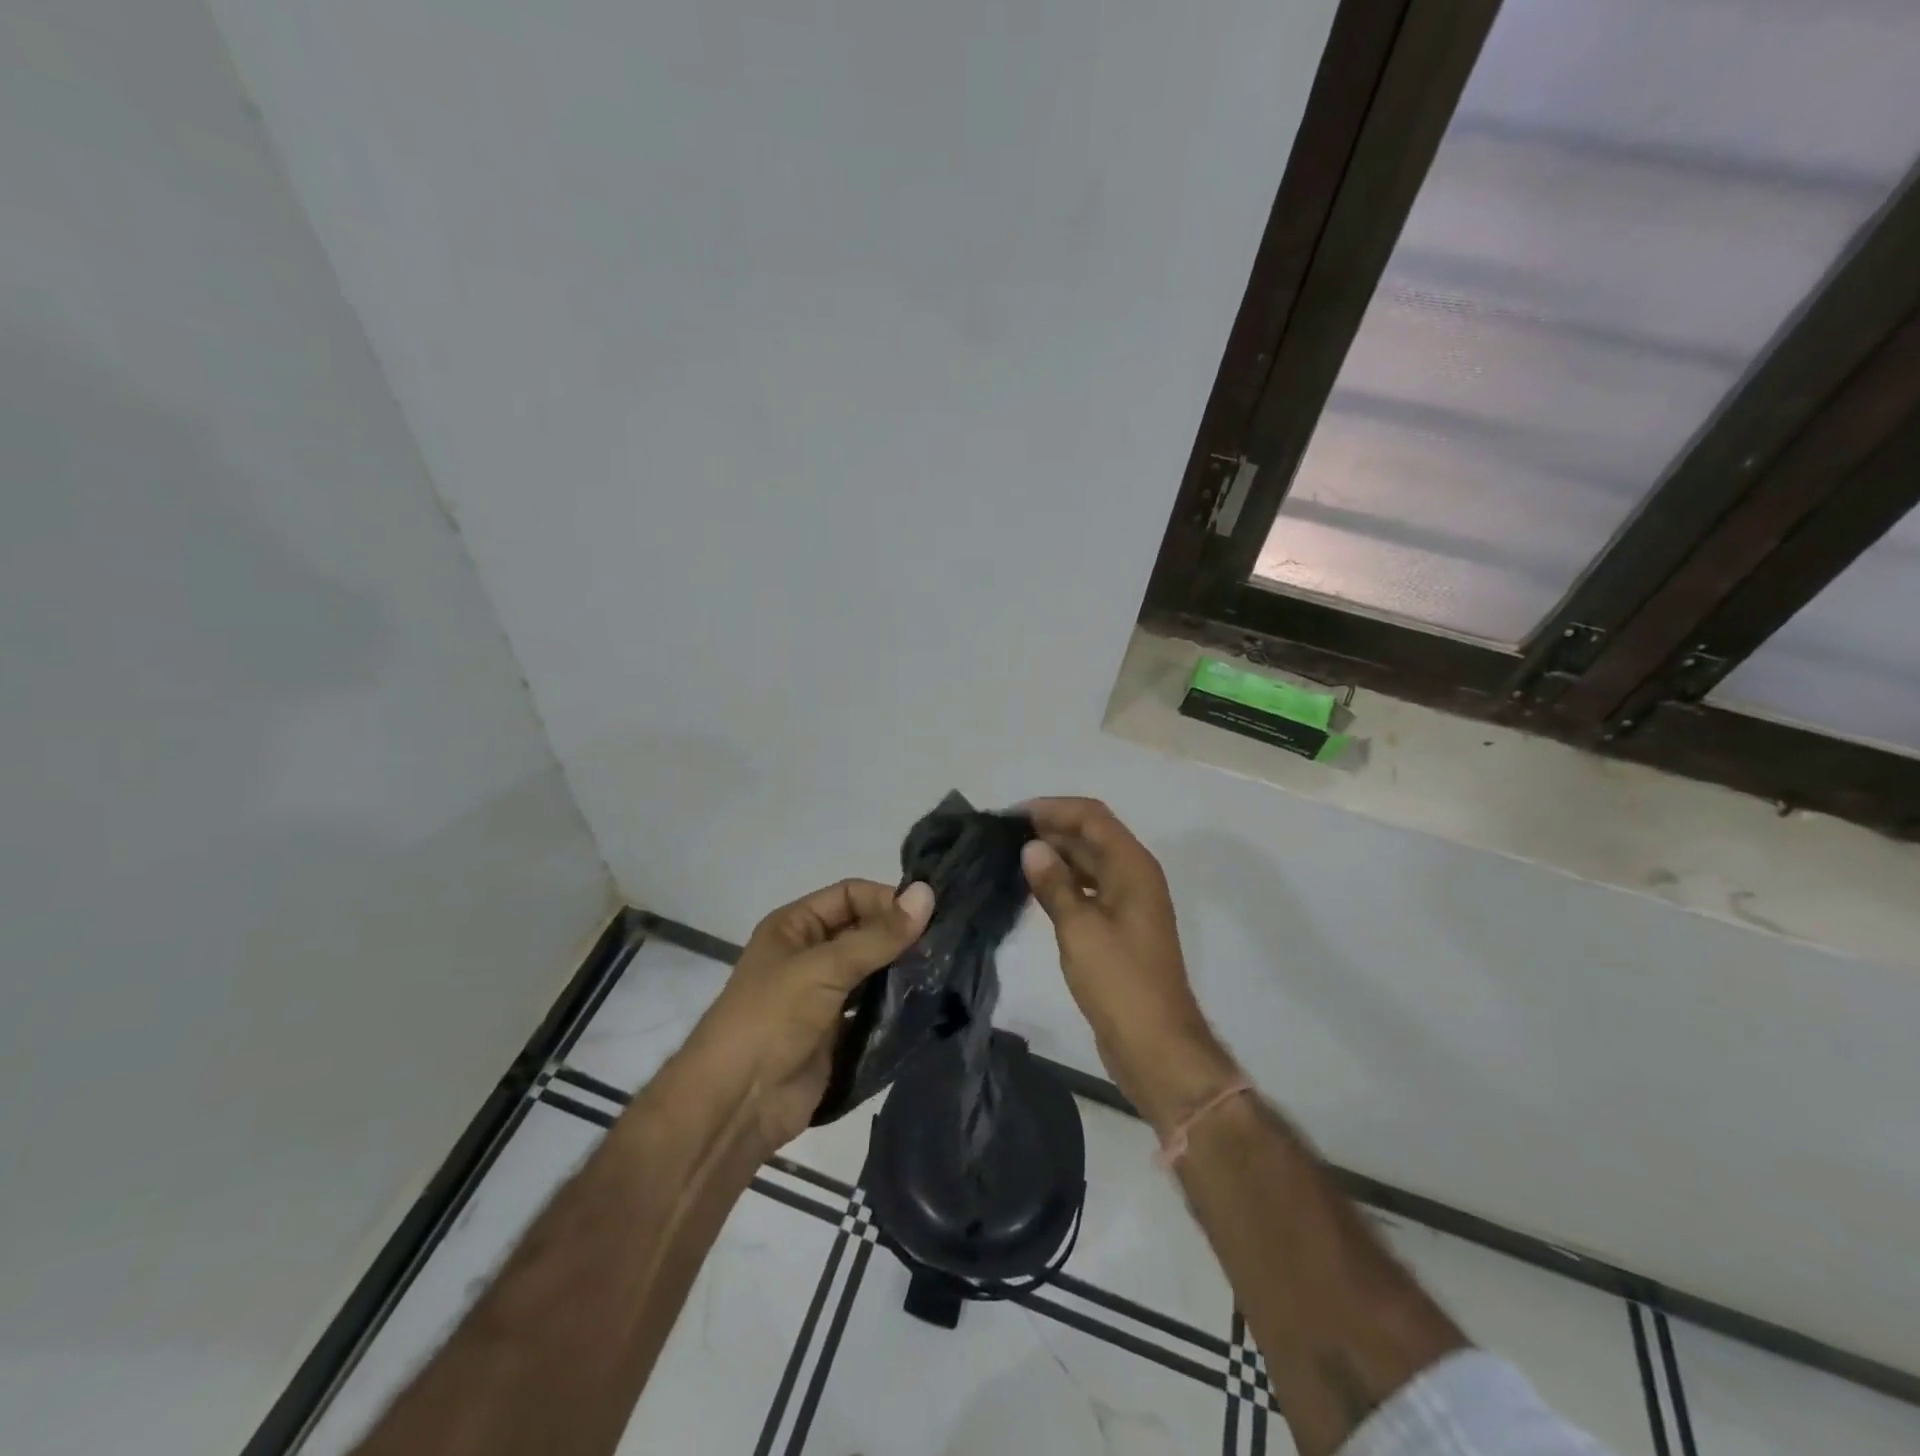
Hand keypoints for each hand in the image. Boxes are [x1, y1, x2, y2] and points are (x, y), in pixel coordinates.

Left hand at [686, 878, 932, 1156]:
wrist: (737, 1104)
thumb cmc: (772, 1019)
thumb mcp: (824, 968)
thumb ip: (878, 936)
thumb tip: (927, 894)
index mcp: (795, 926)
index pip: (850, 895)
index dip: (886, 899)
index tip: (929, 915)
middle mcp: (809, 954)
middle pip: (863, 932)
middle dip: (899, 936)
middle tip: (945, 943)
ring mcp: (823, 996)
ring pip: (871, 971)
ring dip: (901, 971)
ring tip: (943, 971)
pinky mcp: (836, 1034)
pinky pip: (873, 1010)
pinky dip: (896, 1007)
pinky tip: (928, 1004)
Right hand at [1021, 798, 1237, 1126]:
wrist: (1156, 1045)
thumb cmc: (1119, 981)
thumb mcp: (1080, 928)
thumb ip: (1054, 884)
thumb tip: (1031, 848)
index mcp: (1133, 867)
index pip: (1092, 816)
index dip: (1053, 808)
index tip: (1013, 816)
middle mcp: (1134, 876)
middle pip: (1092, 835)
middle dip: (1051, 829)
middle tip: (1004, 836)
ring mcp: (1129, 903)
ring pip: (1090, 862)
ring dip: (1056, 855)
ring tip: (1012, 857)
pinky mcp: (1120, 928)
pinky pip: (1089, 889)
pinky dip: (1064, 881)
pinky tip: (1035, 888)